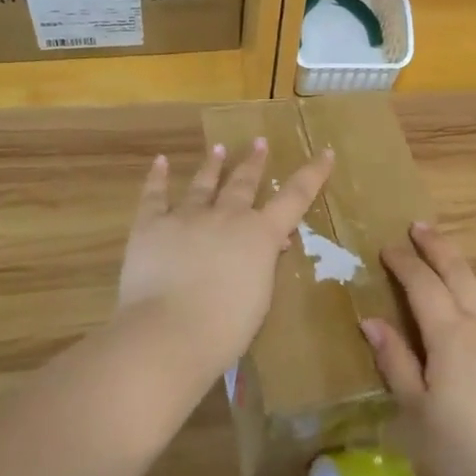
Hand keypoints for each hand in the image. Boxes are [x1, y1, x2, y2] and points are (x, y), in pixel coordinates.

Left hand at [117, 138, 333, 380]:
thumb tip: (270, 245)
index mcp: (260, 235)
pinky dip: (156, 178)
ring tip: (219, 148)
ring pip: (203, 184)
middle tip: (259, 143)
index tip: (325, 152)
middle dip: (254, 163)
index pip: (295, 197)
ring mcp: (186, 217)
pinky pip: (154, 195)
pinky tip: (159, 162)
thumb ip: (264, 265)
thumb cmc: (227, 328)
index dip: (312, 174)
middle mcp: (227, 216)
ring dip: (213, 166)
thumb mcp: (260, 297)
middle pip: (244, 182)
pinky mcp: (150, 225)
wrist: (171, 332)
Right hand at [362, 223, 475, 475]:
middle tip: (419, 227)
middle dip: (437, 247)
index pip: (422, 284)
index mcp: (448, 334)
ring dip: (465, 268)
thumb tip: (371, 321)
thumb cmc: (463, 445)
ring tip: (450, 264)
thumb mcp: (416, 408)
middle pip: (458, 272)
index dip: (403, 262)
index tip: (386, 247)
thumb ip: (395, 361)